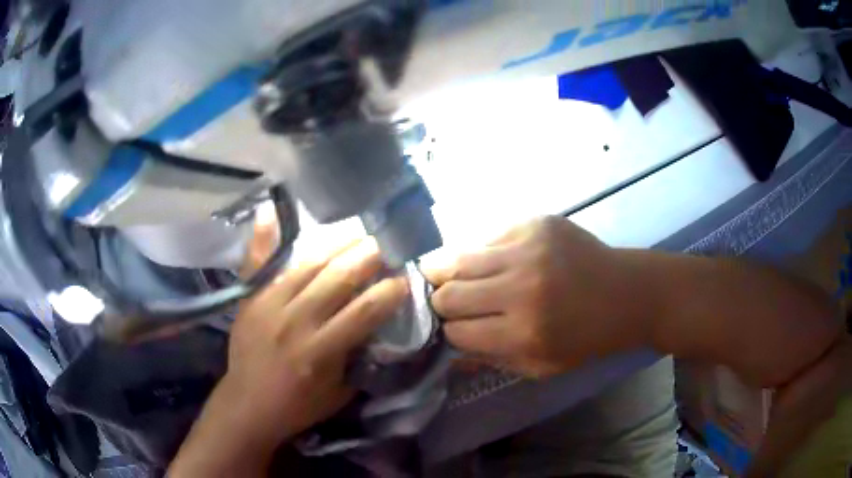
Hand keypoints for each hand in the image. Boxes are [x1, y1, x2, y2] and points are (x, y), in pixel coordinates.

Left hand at [170, 216, 407, 476]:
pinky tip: (272, 211)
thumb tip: (375, 328)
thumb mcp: (340, 394)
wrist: (247, 404)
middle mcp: (296, 321)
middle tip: (386, 242)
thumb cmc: (298, 406)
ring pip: (307, 265)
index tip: (404, 279)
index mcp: (321, 351)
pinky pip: (259, 263)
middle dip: (368, 257)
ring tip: (356, 231)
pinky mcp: (250, 300)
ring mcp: (269, 305)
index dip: (389, 292)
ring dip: (336, 245)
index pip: (364, 312)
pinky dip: (266, 237)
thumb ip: (359, 359)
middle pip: (338, 278)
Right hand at [426, 216, 648, 376]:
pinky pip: (487, 237)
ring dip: (445, 271)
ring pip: (458, 259)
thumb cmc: (588, 338)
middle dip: (441, 303)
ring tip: (441, 274)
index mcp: (524, 332)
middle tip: (445, 303)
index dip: (449, 333)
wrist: (628, 293)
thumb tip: (450, 350)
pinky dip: (481, 252)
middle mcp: (521, 289)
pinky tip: (489, 259)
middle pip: (449, 295)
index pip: (457, 332)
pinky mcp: (535, 223)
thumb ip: (494, 360)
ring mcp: (528, 249)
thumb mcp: (543, 366)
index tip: (454, 329)